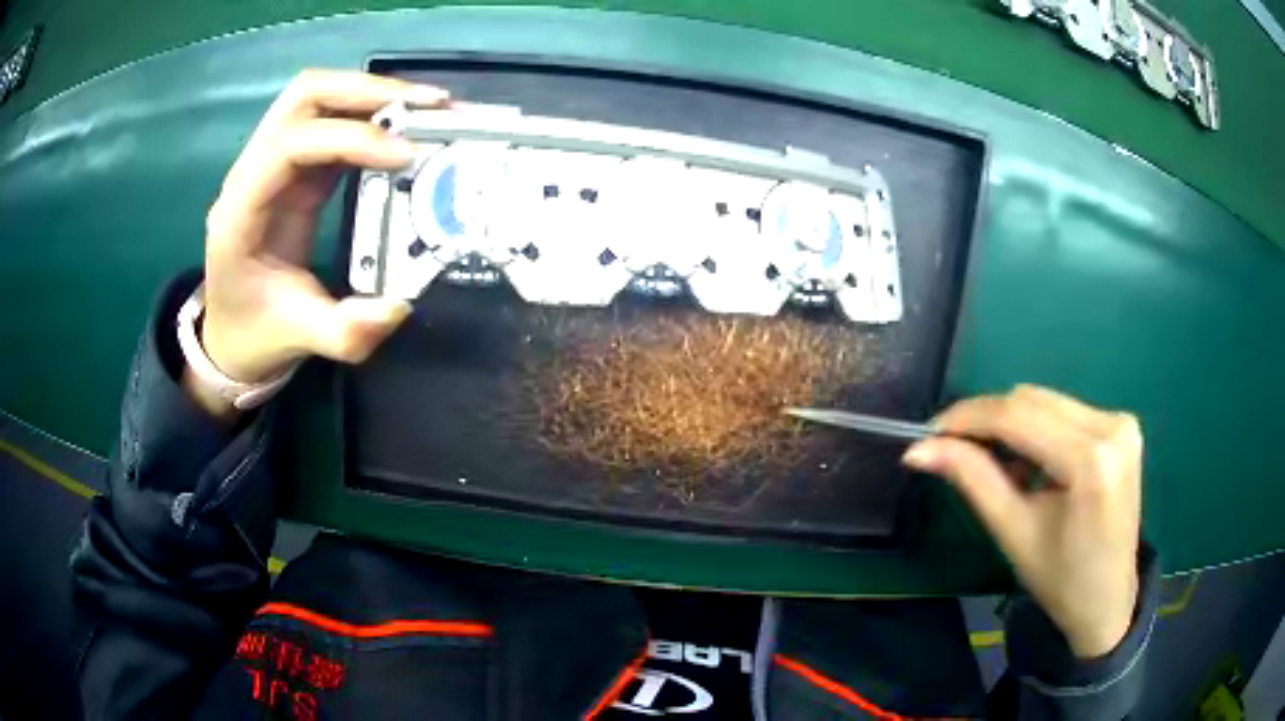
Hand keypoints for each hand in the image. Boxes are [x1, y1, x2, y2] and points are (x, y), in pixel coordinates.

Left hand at [189, 71, 449, 415]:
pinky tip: (405, 126)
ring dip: (372, 93)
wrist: (231, 335)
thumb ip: (345, 331)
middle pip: (304, 96)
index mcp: (241, 210)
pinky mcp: (293, 169)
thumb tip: (399, 306)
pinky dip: (370, 114)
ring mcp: (271, 163)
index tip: (407, 155)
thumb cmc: (256, 334)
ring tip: (425, 107)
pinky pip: (330, 122)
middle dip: (367, 91)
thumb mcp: (299, 339)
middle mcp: (251, 172)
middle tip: (426, 106)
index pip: (291, 143)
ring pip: (317, 97)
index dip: (350, 138)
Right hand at [902, 385, 1142, 657]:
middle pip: (1033, 401)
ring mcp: (1120, 422)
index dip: (969, 418)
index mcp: (1092, 461)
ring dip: (1011, 426)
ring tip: (995, 467)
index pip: (1019, 417)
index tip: (929, 432)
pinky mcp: (1121, 426)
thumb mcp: (1014, 532)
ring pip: (1046, 402)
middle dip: (988, 421)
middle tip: (953, 451)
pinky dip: (1036, 430)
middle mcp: (1112, 427)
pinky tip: (1029, 465)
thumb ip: (973, 480)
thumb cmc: (1061, 580)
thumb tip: (920, 449)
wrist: (1108, 600)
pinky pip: (1064, 412)